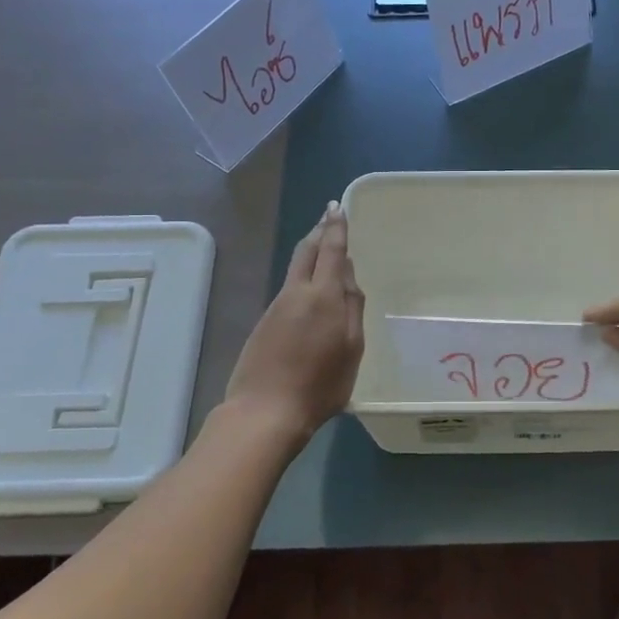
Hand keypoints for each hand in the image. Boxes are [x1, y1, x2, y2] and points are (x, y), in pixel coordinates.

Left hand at [225, 202, 365, 436]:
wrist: (265, 411)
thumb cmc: (319, 385)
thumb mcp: (352, 350)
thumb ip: (353, 310)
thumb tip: (349, 278)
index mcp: (325, 296)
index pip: (332, 251)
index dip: (336, 228)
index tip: (337, 207)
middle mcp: (298, 293)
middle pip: (307, 251)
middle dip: (319, 231)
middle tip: (328, 217)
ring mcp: (278, 306)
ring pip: (296, 268)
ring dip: (310, 251)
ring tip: (322, 245)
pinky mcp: (266, 321)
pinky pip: (289, 287)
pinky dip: (302, 275)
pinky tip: (308, 286)